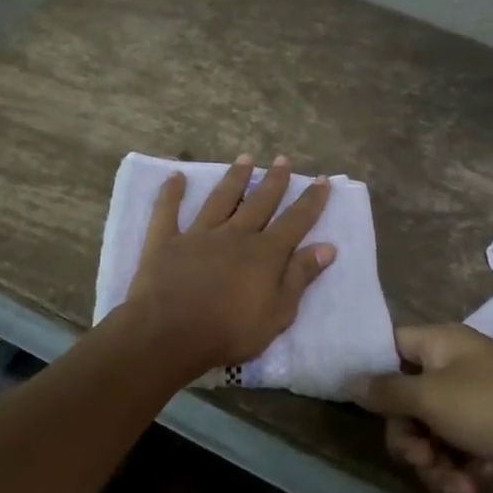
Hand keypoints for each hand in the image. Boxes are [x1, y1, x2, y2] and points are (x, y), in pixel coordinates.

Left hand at [122, 154, 335, 376]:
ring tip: (245, 159)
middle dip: (274, 181)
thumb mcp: (278, 313)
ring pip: (220, 199)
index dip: (311, 201)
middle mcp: (235, 235)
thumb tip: (327, 247)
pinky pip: (167, 211)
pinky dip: (171, 193)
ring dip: (234, 178)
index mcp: (265, 254)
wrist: (171, 333)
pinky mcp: (166, 241)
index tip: (321, 180)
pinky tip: (175, 176)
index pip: (295, 221)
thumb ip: (300, 277)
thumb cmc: (230, 331)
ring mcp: (199, 235)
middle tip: (283, 160)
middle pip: (259, 202)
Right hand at [351, 323, 492, 492]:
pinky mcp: (492, 445)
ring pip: (429, 438)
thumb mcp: (430, 396)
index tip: (360, 403)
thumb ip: (384, 391)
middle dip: (407, 437)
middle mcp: (456, 372)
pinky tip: (480, 484)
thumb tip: (347, 378)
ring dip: (434, 465)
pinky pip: (457, 459)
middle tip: (418, 456)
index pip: (392, 346)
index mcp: (442, 344)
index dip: (373, 371)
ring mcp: (476, 410)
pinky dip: (462, 475)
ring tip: (455, 480)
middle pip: (406, 402)